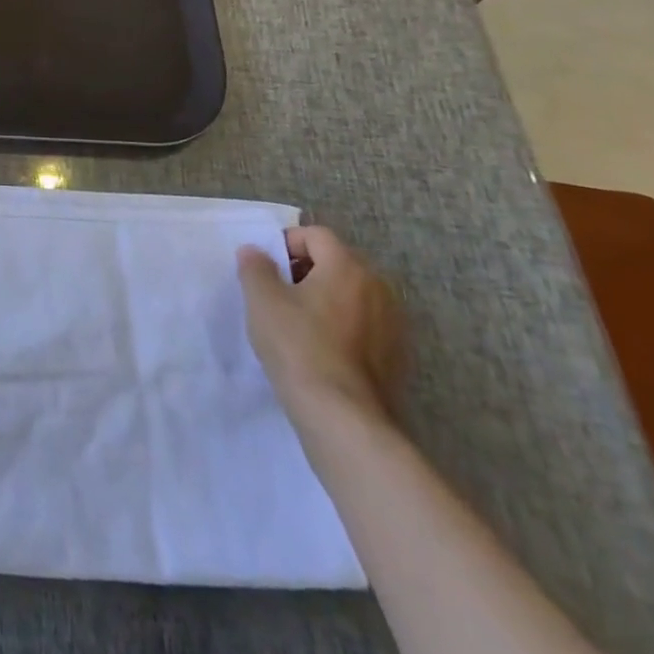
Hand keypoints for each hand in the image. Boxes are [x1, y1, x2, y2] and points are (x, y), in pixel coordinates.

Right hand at [237, 227, 403, 427]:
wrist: (343, 417)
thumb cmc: (298, 347)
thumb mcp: (262, 300)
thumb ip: (255, 267)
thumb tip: (255, 252)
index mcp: (348, 267)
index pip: (316, 235)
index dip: (286, 243)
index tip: (266, 268)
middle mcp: (378, 287)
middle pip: (337, 262)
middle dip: (306, 270)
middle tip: (279, 293)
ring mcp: (394, 324)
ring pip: (353, 294)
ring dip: (327, 298)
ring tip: (299, 322)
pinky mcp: (398, 356)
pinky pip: (365, 324)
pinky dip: (344, 326)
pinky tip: (323, 350)